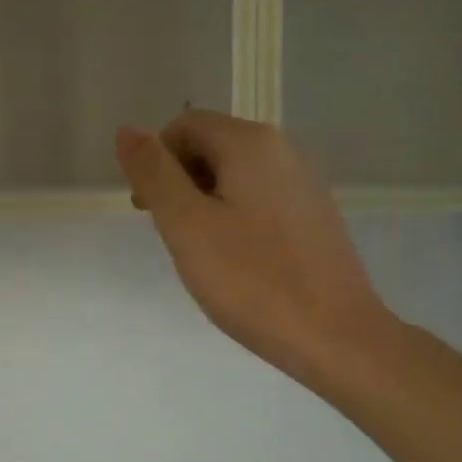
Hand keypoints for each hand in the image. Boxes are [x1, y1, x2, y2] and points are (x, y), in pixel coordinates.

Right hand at [115, 110, 398, 387]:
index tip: (148, 209)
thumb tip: (126, 130)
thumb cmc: (252, 280)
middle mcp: (283, 149)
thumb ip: (153, 173)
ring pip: (233, 174)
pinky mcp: (313, 214)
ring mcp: (303, 182)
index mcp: (251, 143)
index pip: (184, 126)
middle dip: (178, 180)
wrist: (335, 336)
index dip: (155, 160)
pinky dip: (232, 215)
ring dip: (202, 200)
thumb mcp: (186, 225)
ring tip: (199, 250)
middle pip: (211, 145)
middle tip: (170, 233)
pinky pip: (258, 197)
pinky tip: (233, 259)